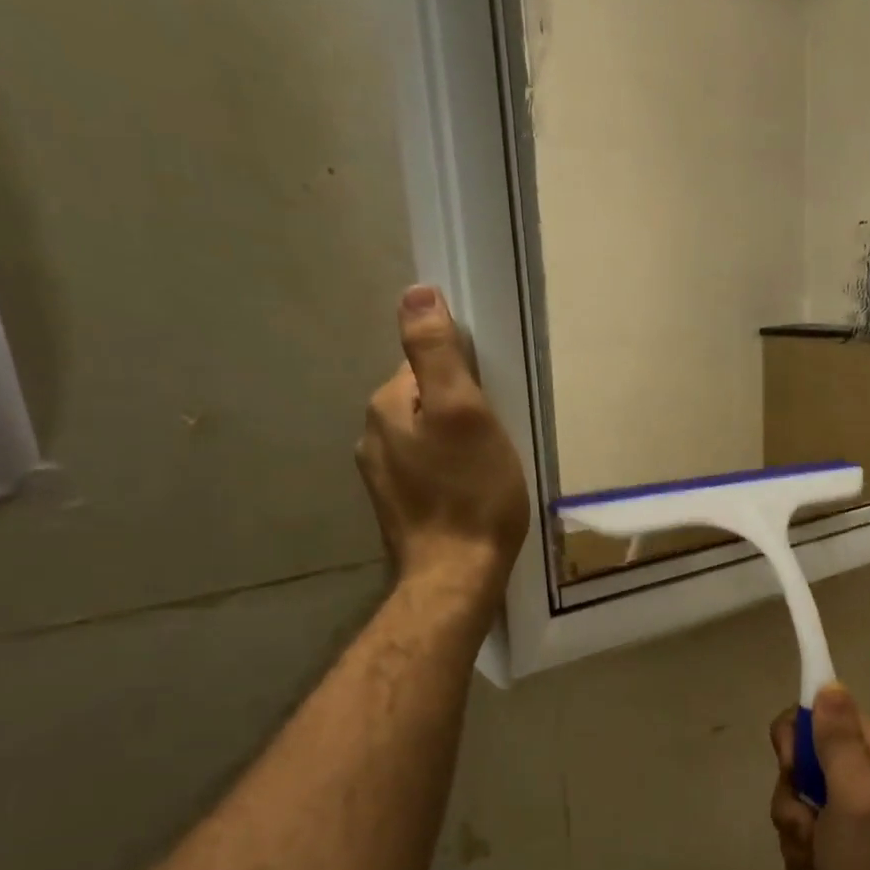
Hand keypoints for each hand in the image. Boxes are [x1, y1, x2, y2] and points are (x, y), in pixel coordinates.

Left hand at [357, 286, 529, 609]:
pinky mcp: (398, 507)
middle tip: (497, 440)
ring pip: (426, 438)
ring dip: (455, 443)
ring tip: (487, 469)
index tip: (493, 404)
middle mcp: (373, 436)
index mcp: (386, 407)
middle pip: (425, 402)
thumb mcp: (464, 413)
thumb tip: (415, 292)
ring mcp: (382, 477)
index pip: (425, 366)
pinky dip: (448, 473)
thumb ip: (436, 352)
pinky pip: (426, 470)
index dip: (465, 378)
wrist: (455, 578)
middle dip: (459, 411)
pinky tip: (470, 494)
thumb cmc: (470, 493)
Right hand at [769, 684, 869, 869]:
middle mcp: (859, 770)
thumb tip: (828, 684)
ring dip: (797, 840)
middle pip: (795, 766)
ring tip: (822, 864)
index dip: (793, 745)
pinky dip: (805, 862)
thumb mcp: (854, 796)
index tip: (796, 773)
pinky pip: (799, 837)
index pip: (811, 715)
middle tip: (812, 829)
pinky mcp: (837, 839)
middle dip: (793, 805)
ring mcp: (846, 807)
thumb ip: (837, 740)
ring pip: (792, 805)